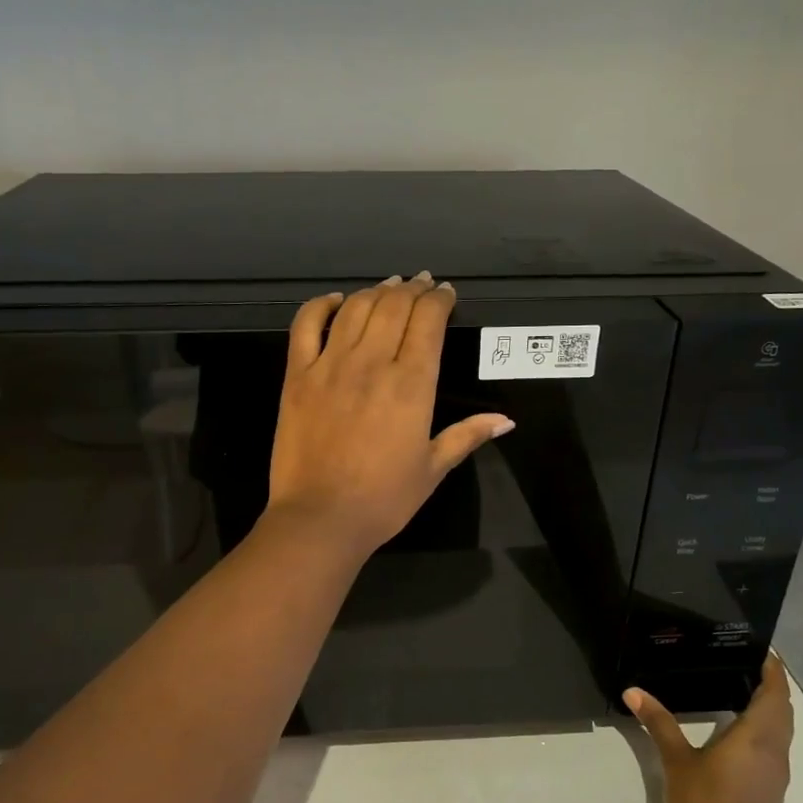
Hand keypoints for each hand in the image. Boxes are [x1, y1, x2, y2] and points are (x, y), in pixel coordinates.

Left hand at [266, 272, 514, 560]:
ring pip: (356, 308)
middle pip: (394, 306)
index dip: (439, 300)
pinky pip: (305, 325)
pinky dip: (321, 306)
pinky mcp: (297, 375)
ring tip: (389, 286)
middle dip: (412, 288)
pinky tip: (336, 301)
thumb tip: (506, 420)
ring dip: (376, 291)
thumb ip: (467, 435)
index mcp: (412, 384)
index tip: (446, 294)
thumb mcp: (433, 469)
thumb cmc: (383, 499)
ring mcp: (330, 365)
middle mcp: (372, 363)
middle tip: (421, 284)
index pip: (428, 321)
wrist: (320, 518)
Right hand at [625, 655, 794, 802]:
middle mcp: (775, 751)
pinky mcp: (771, 791)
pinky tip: (740, 731)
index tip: (762, 649)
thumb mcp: (676, 760)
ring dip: (771, 709)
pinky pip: (775, 747)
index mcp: (757, 737)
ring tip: (742, 690)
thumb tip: (633, 691)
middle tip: (746, 663)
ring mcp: (776, 774)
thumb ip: (658, 723)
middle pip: (783, 710)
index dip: (773, 670)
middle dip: (771, 686)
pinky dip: (766, 729)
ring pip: (782, 731)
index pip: (775, 693)